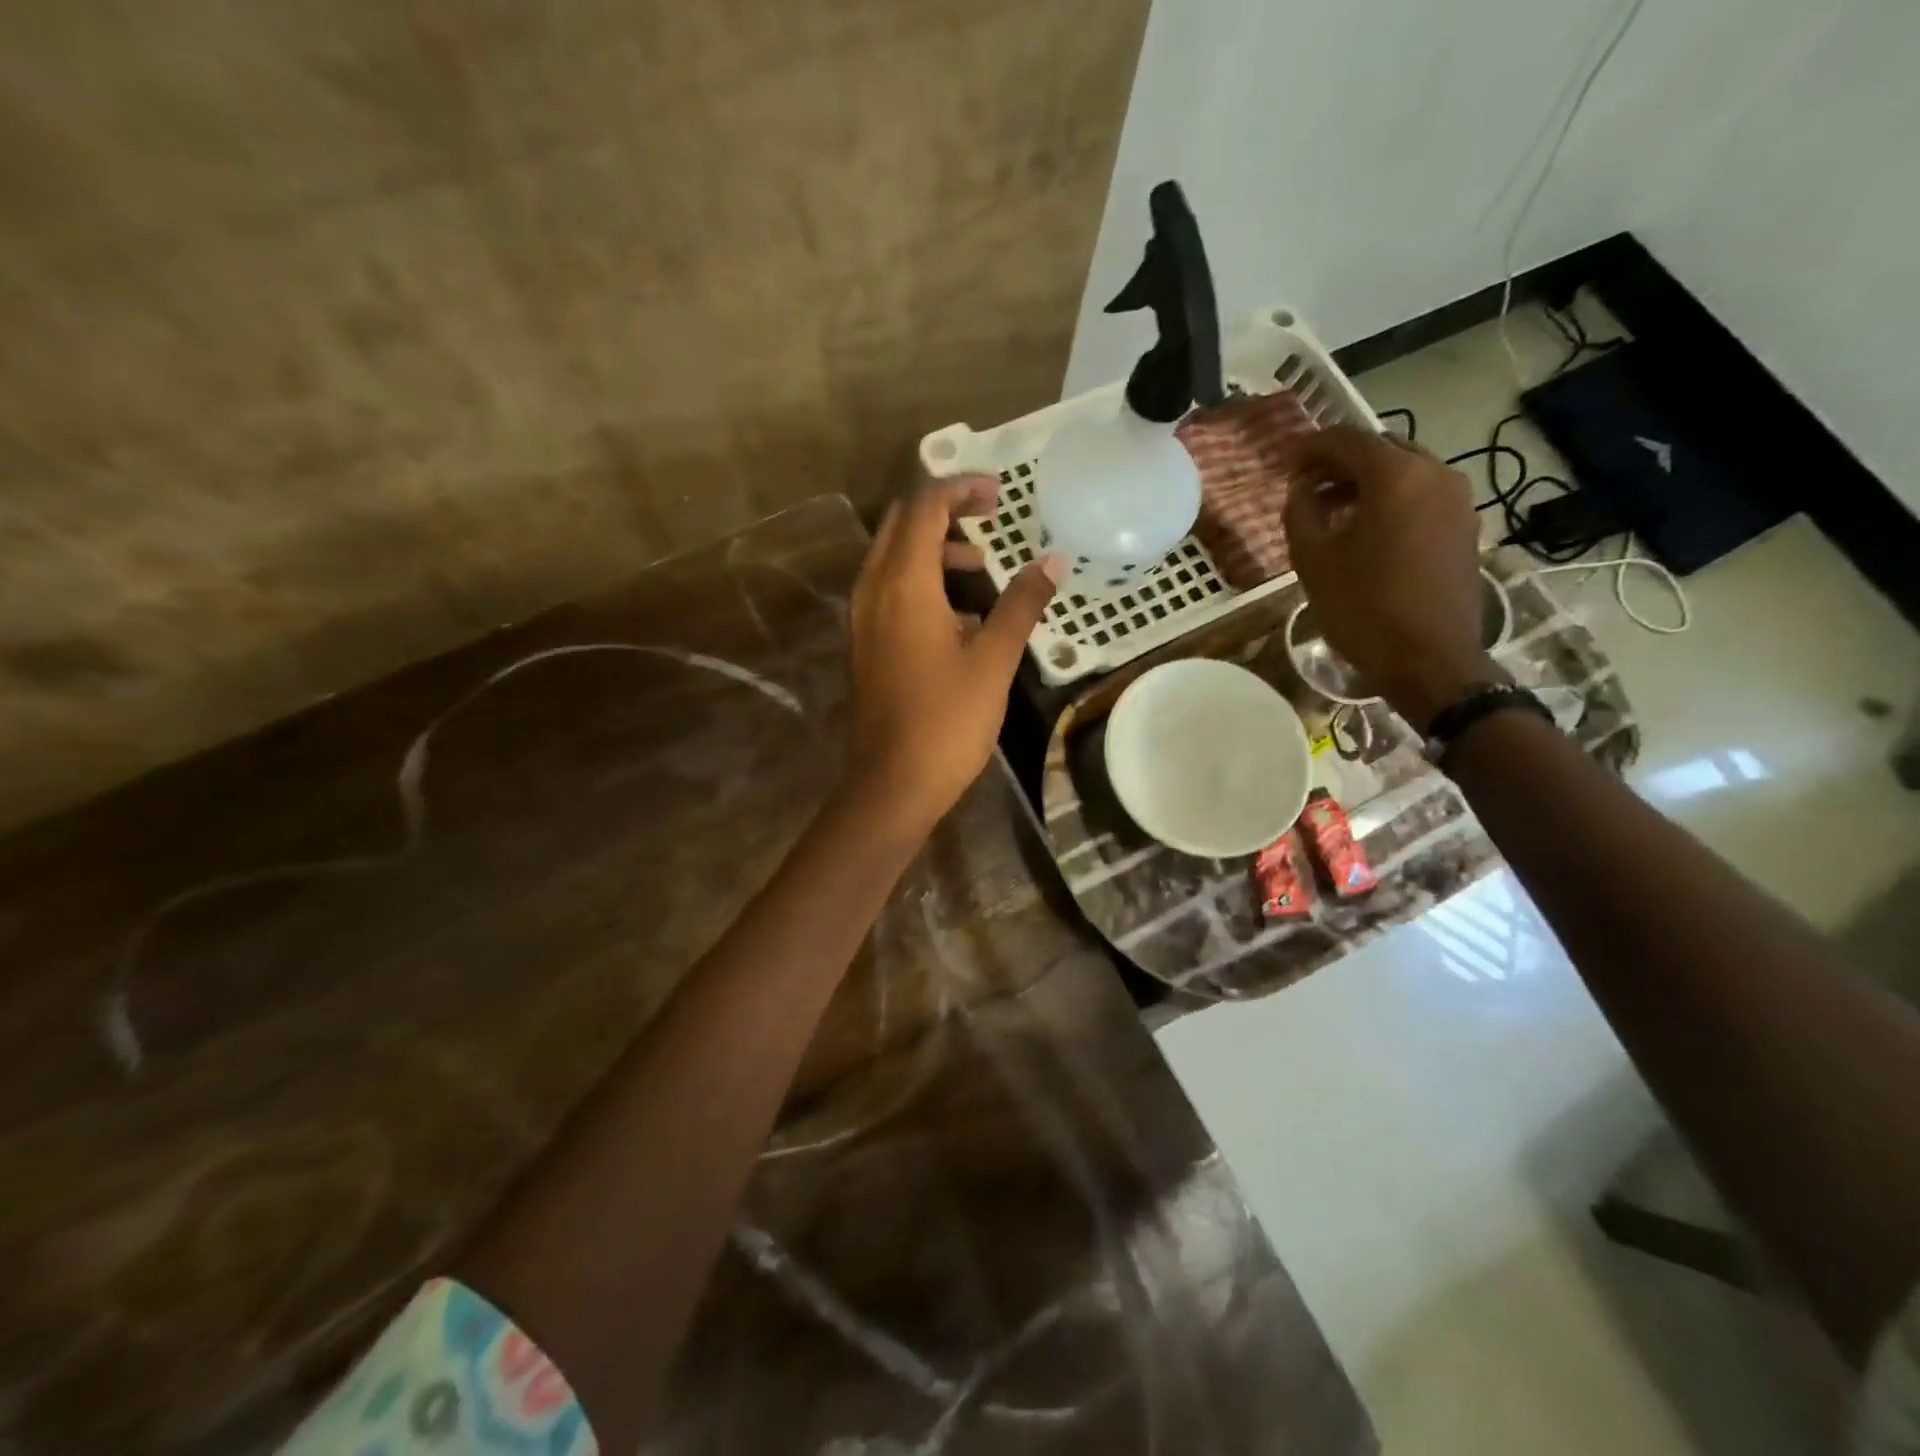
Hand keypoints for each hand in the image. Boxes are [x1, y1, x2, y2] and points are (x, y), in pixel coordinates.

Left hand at [843, 476, 1060, 836]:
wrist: (892, 784)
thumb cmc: (947, 722)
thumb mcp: (993, 661)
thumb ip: (1021, 605)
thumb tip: (1052, 561)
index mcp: (903, 585)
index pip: (924, 508)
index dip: (961, 489)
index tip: (999, 495)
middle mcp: (873, 591)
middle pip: (901, 526)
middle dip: (944, 512)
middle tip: (989, 519)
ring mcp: (862, 619)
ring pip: (892, 559)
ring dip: (934, 550)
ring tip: (981, 568)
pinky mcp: (864, 645)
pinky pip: (888, 592)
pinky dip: (921, 584)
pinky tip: (959, 617)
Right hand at [1283, 426, 1497, 728]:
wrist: (1429, 659)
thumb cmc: (1363, 607)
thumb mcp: (1312, 559)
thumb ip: (1300, 511)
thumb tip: (1303, 488)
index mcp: (1395, 475)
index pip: (1346, 439)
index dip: (1311, 448)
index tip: (1286, 464)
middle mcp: (1434, 473)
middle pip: (1381, 450)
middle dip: (1341, 463)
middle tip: (1309, 489)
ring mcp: (1457, 500)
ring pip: (1405, 472)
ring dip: (1367, 483)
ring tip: (1335, 513)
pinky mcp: (1465, 526)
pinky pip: (1422, 496)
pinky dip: (1392, 501)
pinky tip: (1369, 532)